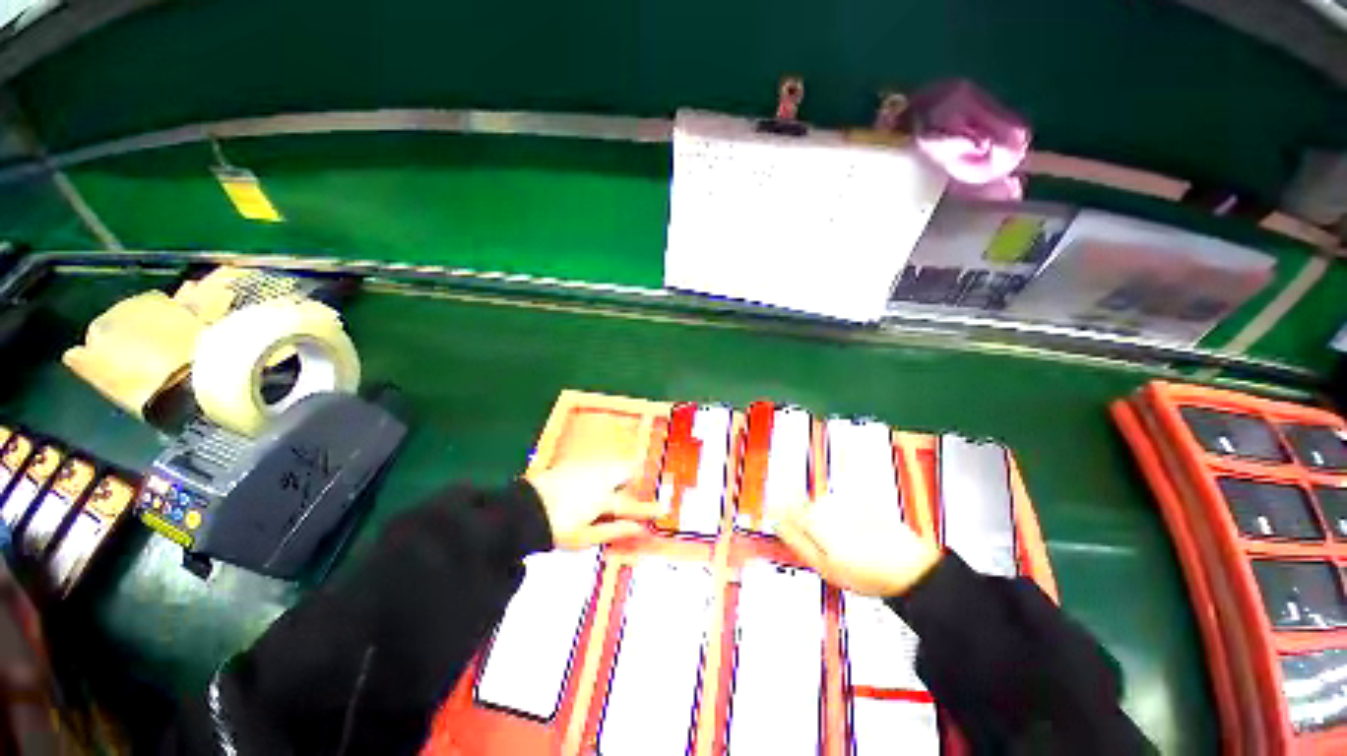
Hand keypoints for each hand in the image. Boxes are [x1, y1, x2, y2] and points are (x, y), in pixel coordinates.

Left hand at [526, 462, 662, 549]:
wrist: (522, 510)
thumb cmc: (555, 529)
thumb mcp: (585, 537)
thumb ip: (614, 531)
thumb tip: (639, 529)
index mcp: (603, 499)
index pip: (632, 506)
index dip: (648, 509)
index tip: (663, 509)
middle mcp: (598, 479)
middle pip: (624, 471)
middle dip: (631, 476)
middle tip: (631, 485)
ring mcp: (585, 469)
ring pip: (610, 465)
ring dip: (615, 472)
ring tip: (608, 485)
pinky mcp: (572, 464)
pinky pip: (594, 463)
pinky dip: (599, 470)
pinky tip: (588, 481)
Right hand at [777, 493, 941, 597]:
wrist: (910, 568)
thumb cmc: (867, 572)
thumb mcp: (823, 566)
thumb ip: (795, 541)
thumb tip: (777, 525)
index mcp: (813, 517)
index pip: (784, 508)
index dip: (781, 518)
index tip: (782, 527)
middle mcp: (827, 502)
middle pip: (805, 509)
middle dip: (809, 525)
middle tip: (824, 550)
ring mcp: (845, 499)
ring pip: (824, 509)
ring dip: (828, 523)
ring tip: (848, 548)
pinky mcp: (861, 500)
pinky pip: (843, 508)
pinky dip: (845, 520)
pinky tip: (859, 539)